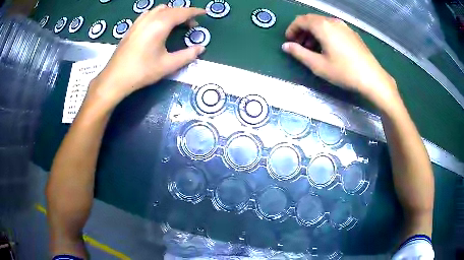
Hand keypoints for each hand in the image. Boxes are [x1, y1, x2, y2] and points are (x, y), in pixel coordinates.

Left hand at [90, 5, 205, 104]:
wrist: (115, 77)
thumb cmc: (142, 71)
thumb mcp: (168, 65)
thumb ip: (187, 55)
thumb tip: (201, 48)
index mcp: (160, 24)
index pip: (182, 12)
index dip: (195, 11)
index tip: (204, 13)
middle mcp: (150, 18)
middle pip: (172, 9)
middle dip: (184, 13)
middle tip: (192, 24)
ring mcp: (140, 21)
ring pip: (160, 9)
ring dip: (172, 12)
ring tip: (177, 23)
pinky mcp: (133, 26)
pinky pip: (150, 13)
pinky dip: (160, 14)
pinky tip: (159, 24)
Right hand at [282, 14, 399, 109]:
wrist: (372, 78)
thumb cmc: (344, 72)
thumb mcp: (318, 65)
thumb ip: (299, 53)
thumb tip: (286, 46)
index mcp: (322, 26)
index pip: (300, 20)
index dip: (292, 29)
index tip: (289, 41)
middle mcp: (332, 22)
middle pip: (311, 20)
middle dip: (302, 31)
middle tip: (298, 45)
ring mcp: (344, 26)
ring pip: (322, 24)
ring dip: (313, 33)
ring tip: (311, 48)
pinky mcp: (351, 33)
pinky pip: (333, 28)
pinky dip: (324, 34)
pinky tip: (326, 47)